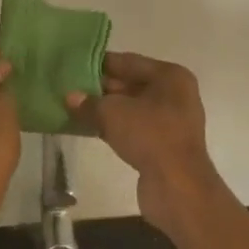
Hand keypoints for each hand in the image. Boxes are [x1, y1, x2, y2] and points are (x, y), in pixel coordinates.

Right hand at [66, 52, 225, 235]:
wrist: (178, 186)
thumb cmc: (149, 135)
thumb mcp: (113, 113)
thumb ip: (89, 102)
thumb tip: (70, 97)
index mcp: (170, 76)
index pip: (129, 62)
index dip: (100, 64)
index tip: (73, 66)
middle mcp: (175, 94)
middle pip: (131, 84)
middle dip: (101, 88)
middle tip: (70, 89)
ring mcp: (172, 121)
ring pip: (132, 108)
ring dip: (106, 109)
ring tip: (74, 108)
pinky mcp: (165, 145)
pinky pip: (135, 128)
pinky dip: (115, 127)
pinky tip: (91, 129)